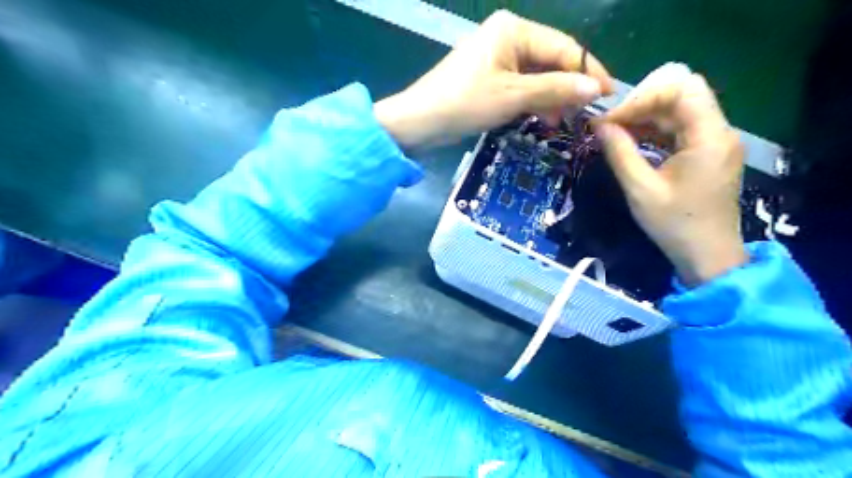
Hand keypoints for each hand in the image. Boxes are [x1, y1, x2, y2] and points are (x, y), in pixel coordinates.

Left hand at [375, 10, 612, 150]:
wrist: (421, 122)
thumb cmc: (465, 103)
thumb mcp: (513, 96)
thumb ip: (555, 89)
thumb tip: (595, 88)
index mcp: (514, 29)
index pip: (563, 47)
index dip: (588, 72)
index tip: (609, 95)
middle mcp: (508, 36)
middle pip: (551, 61)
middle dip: (568, 88)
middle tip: (584, 114)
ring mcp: (498, 57)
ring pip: (537, 76)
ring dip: (551, 98)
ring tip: (562, 121)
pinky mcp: (490, 77)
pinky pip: (521, 86)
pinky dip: (533, 101)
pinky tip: (543, 117)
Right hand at [594, 73, 746, 284]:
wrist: (707, 255)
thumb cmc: (674, 224)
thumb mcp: (640, 190)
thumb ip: (620, 153)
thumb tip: (599, 125)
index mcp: (709, 136)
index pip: (681, 88)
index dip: (641, 96)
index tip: (610, 119)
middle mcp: (718, 130)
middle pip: (682, 92)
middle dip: (642, 101)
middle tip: (612, 122)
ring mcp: (714, 140)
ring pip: (679, 108)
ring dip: (645, 114)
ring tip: (614, 131)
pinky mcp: (707, 151)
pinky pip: (679, 127)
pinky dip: (654, 129)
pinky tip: (631, 140)